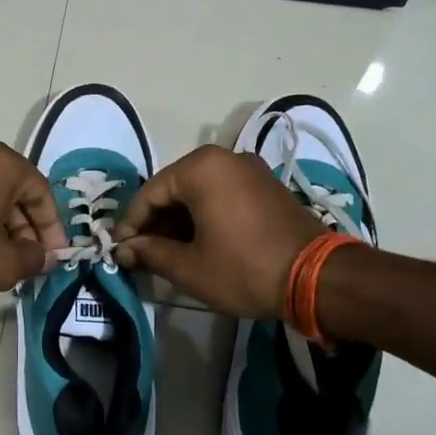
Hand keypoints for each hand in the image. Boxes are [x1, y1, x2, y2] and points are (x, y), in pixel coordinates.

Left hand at [0, 141, 65, 295]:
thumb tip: (45, 256)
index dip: (52, 230)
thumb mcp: (0, 264)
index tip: (53, 258)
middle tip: (28, 261)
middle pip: (18, 192)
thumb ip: (33, 260)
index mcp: (4, 164)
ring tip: (3, 259)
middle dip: (27, 229)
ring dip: (4, 226)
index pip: (43, 194)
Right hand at [113, 146, 322, 318]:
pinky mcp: (265, 186)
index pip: (149, 193)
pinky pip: (222, 195)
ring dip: (179, 221)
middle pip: (174, 189)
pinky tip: (198, 244)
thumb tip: (123, 250)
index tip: (119, 251)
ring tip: (167, 254)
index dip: (131, 224)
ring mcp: (249, 169)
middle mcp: (224, 157)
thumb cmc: (244, 268)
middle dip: (155, 223)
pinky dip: (204, 216)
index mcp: (200, 168)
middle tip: (142, 255)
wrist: (316, 277)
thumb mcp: (189, 266)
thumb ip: (150, 253)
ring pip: (198, 192)